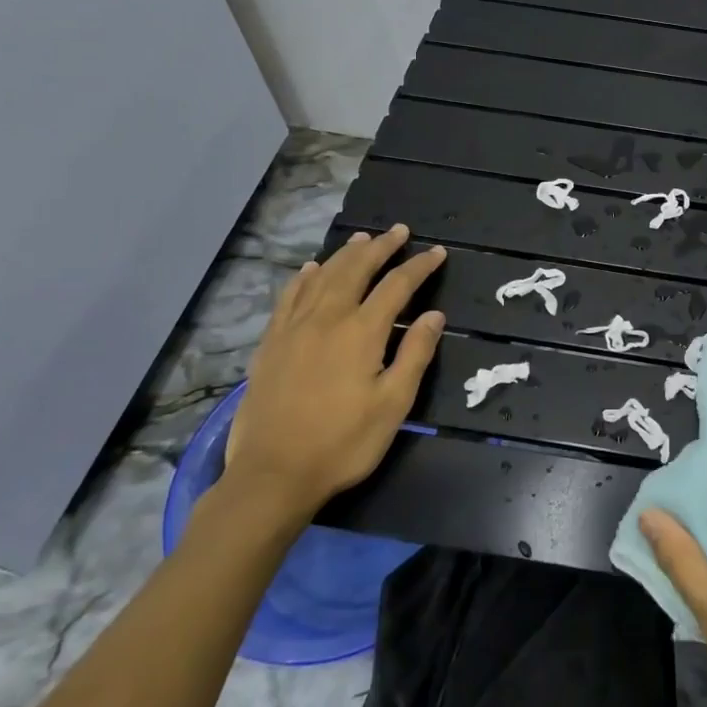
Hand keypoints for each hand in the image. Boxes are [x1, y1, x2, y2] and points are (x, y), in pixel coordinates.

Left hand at [223, 225, 446, 524]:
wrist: (273, 474)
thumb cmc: (343, 442)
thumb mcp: (393, 404)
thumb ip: (415, 354)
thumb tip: (434, 315)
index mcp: (361, 332)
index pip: (397, 286)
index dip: (419, 266)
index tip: (436, 253)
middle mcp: (327, 319)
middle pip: (356, 270)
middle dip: (380, 247)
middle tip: (399, 231)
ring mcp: (294, 329)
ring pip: (322, 277)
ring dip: (345, 255)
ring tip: (361, 239)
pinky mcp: (271, 344)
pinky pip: (289, 297)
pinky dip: (304, 278)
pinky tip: (310, 270)